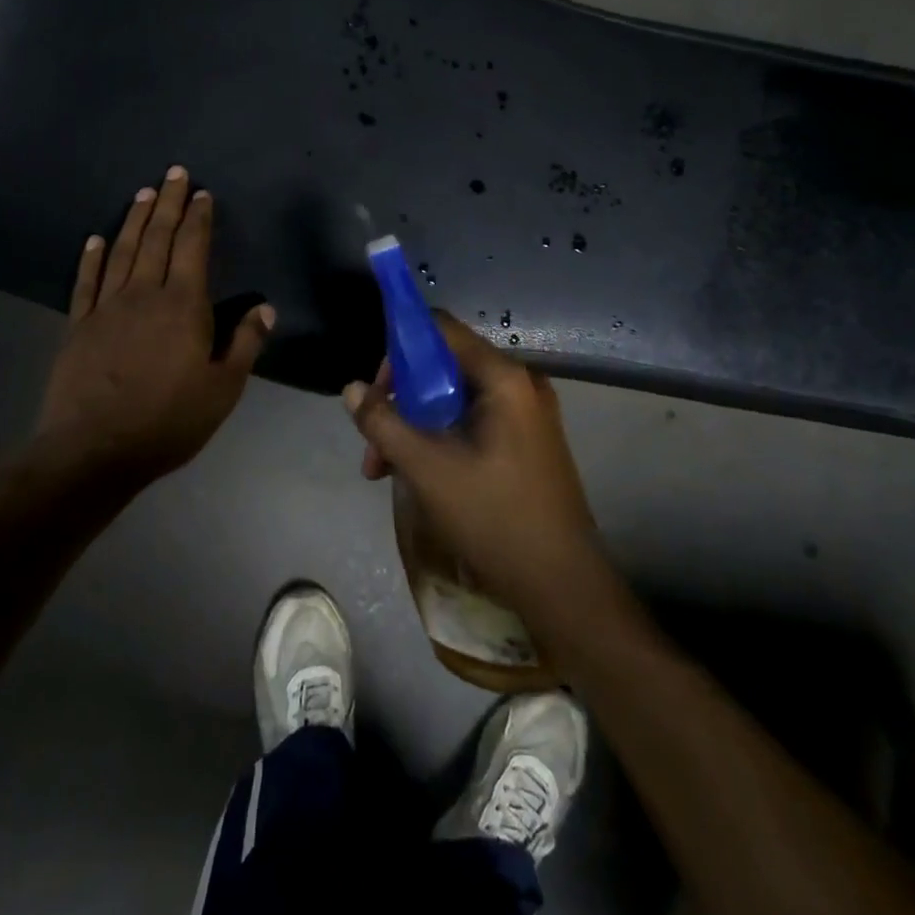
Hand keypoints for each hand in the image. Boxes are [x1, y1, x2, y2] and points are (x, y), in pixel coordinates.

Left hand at [36, 166, 273, 484]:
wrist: (93, 450)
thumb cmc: (168, 421)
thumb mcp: (223, 390)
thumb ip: (245, 344)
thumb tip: (265, 308)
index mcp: (184, 305)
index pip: (193, 247)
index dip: (199, 218)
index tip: (202, 193)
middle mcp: (144, 293)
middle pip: (158, 237)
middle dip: (168, 203)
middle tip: (174, 173)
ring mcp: (107, 307)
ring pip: (123, 250)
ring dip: (135, 219)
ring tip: (143, 193)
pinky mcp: (78, 325)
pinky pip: (86, 281)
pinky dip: (91, 257)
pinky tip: (95, 238)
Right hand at [343, 316, 599, 618]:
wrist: (562, 585)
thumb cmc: (494, 518)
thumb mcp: (427, 469)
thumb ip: (384, 423)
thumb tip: (352, 389)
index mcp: (504, 377)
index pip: (441, 329)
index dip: (400, 349)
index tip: (375, 390)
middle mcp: (520, 384)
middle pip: (444, 365)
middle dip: (401, 401)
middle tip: (374, 446)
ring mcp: (527, 413)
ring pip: (454, 398)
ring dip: (415, 425)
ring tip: (384, 471)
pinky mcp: (527, 440)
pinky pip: (473, 420)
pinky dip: (440, 437)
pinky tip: (417, 474)